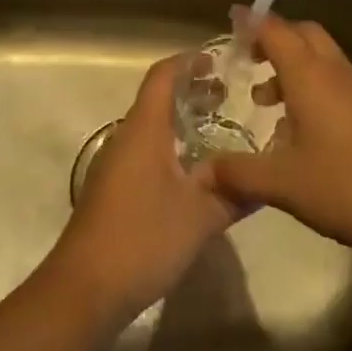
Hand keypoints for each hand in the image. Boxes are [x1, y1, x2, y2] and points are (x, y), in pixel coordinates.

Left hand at [46, 55, 237, 319]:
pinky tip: (196, 172)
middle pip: (158, 98)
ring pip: (153, 127)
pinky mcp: (114, 190)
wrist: (84, 290)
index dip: (190, 61)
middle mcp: (127, 138)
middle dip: (192, 91)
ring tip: (221, 129)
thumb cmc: (142, 239)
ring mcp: (116, 164)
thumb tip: (267, 179)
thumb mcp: (201, 217)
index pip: (163, 75)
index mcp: (144, 130)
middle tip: (231, 94)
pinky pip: (147, 151)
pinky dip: (173, 146)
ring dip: (183, 120)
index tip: (221, 60)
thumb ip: (235, 193)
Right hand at [198, 13, 351, 256]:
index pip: (275, 30)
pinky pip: (336, 80)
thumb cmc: (344, 187)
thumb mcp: (281, 183)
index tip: (230, 19)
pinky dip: (313, 85)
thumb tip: (201, 172)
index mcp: (310, 75)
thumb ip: (238, 173)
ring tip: (266, 101)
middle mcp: (335, 71)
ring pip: (322, 57)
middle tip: (249, 58)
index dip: (251, 22)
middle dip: (274, 37)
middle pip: (303, 33)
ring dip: (293, 65)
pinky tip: (301, 128)